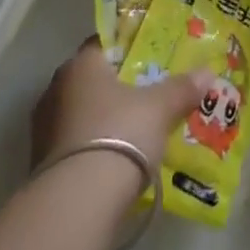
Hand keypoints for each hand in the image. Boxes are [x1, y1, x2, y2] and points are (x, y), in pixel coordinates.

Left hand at [32, 37, 211, 180]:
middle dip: (117, 88)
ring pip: (81, 114)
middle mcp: (56, 88)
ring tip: (134, 132)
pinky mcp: (41, 166)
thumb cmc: (119, 135)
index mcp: (81, 64)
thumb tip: (208, 73)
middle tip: (147, 95)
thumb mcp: (158, 109)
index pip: (104, 43)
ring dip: (102, 121)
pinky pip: (74, 146)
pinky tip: (114, 162)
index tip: (150, 58)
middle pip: (92, 80)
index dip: (128, 49)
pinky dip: (92, 150)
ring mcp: (44, 129)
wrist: (76, 206)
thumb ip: (181, 88)